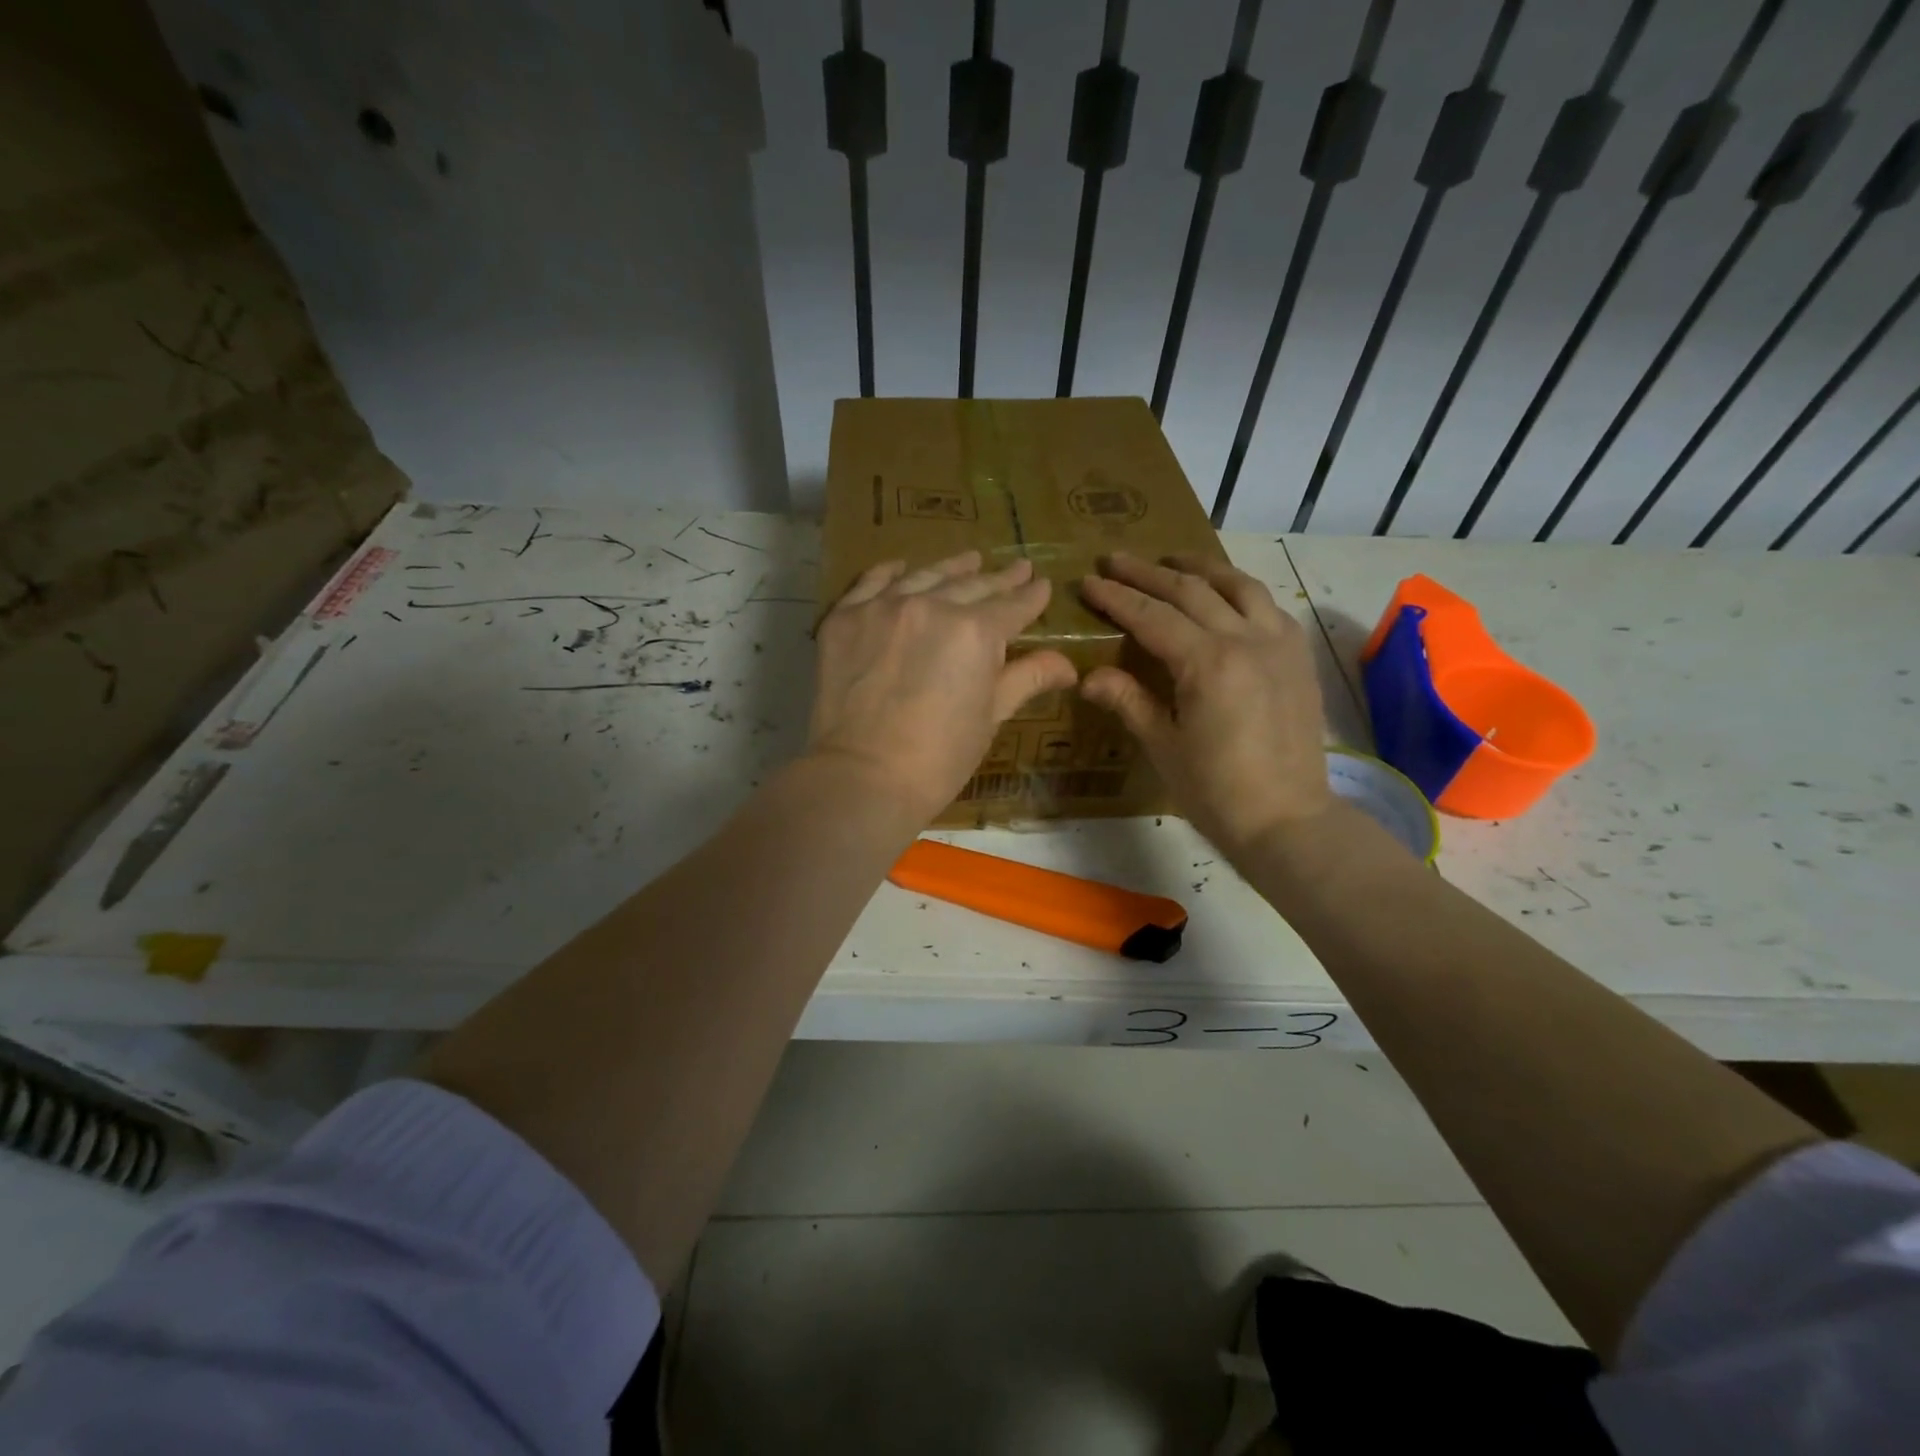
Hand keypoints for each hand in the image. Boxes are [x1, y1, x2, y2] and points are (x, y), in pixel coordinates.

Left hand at [808, 551, 1077, 823]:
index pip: (1013, 607)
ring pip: (926, 577)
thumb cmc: (940, 757)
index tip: (1043, 585)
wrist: (863, 777)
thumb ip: (1027, 678)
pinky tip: (902, 567)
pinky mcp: (844, 618)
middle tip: (1019, 567)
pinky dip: (890, 573)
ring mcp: (883, 607)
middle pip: (972, 586)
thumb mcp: (991, 717)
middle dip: (1000, 579)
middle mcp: (932, 606)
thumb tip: (1068, 665)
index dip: (1032, 597)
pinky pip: (871, 583)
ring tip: (971, 559)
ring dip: (952, 568)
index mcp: (976, 632)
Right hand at [1079, 552, 1332, 860]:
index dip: (1117, 598)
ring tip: (1173, 559)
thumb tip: (1089, 676)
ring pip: (1238, 586)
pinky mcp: (1298, 657)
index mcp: (1208, 663)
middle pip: (1191, 590)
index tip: (1090, 581)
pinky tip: (1226, 595)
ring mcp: (1279, 644)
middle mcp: (1247, 639)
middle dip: (1148, 572)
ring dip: (1200, 567)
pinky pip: (1268, 606)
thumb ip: (1128, 701)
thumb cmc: (1216, 790)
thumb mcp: (1163, 746)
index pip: (1152, 616)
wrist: (1287, 819)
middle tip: (1116, 559)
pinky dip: (1239, 591)